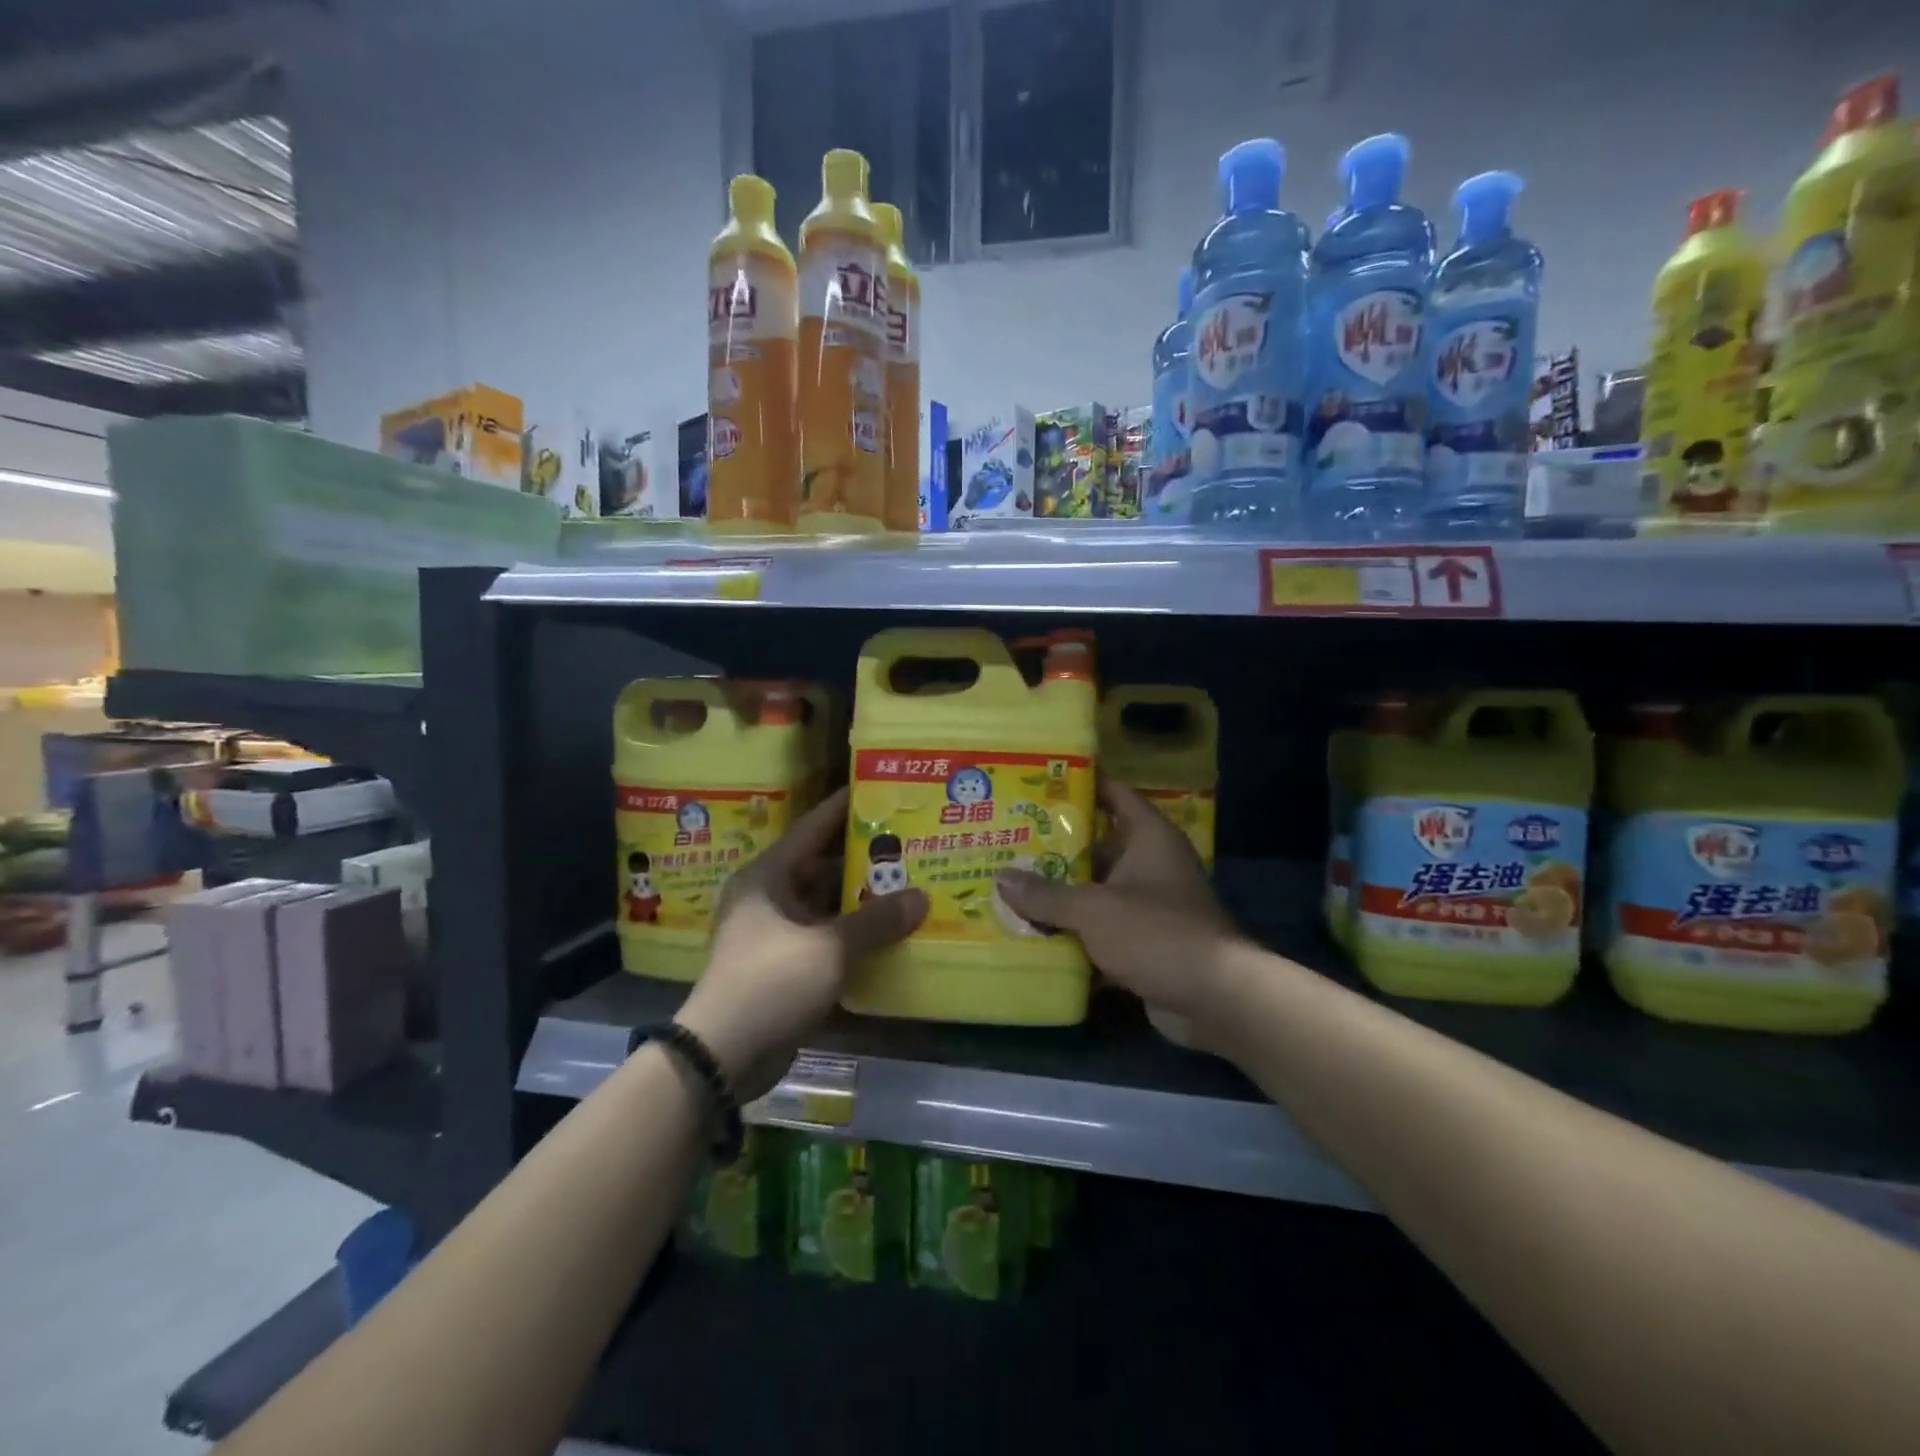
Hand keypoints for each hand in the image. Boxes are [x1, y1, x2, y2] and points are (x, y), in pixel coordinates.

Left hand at [676, 787, 926, 1098]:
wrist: (724, 1054)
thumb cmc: (771, 981)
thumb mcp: (829, 947)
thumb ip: (877, 921)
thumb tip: (922, 898)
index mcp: (769, 876)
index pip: (813, 827)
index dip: (845, 808)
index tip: (878, 789)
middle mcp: (771, 897)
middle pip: (824, 866)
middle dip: (865, 859)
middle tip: (909, 842)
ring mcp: (778, 932)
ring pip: (828, 904)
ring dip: (863, 900)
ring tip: (911, 882)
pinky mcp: (787, 964)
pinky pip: (827, 936)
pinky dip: (855, 933)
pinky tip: (892, 930)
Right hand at [995, 779, 1242, 1022]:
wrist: (1215, 999)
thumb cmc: (1157, 933)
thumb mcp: (1094, 909)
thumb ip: (1046, 894)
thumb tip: (1001, 879)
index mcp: (1149, 838)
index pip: (1114, 794)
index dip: (1081, 784)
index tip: (1039, 781)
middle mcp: (1151, 864)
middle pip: (1098, 844)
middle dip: (1055, 846)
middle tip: (1008, 837)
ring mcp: (1149, 905)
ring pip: (1096, 889)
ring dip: (1061, 892)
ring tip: (1010, 883)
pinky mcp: (1144, 941)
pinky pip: (1101, 927)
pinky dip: (1074, 930)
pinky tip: (1033, 932)